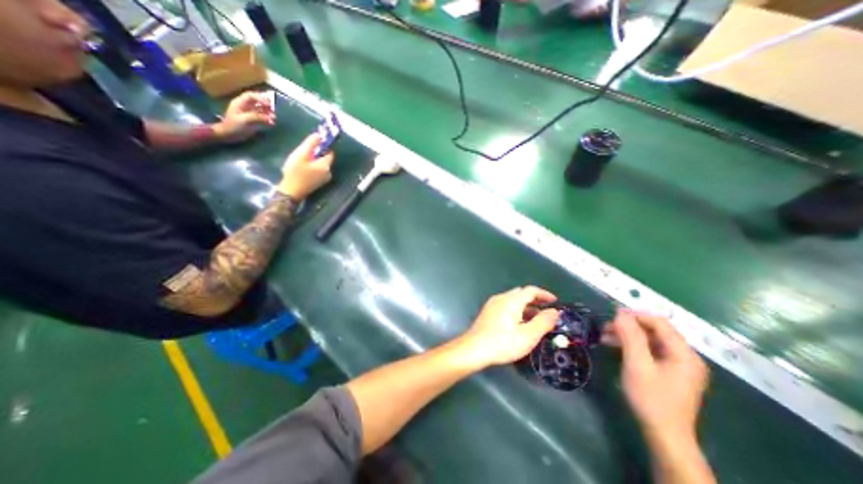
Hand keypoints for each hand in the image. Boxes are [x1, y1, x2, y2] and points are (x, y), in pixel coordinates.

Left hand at [213, 90, 276, 142]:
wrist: (228, 135)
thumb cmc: (234, 126)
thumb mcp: (244, 120)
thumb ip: (257, 117)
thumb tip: (271, 118)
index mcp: (240, 103)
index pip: (251, 96)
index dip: (260, 98)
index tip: (269, 105)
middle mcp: (245, 106)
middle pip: (257, 101)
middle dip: (266, 104)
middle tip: (273, 110)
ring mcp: (249, 113)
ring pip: (260, 109)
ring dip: (268, 112)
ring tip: (274, 117)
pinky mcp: (253, 120)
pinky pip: (262, 117)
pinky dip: (268, 119)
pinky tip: (272, 122)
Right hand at [283, 134, 336, 200]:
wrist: (291, 192)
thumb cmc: (295, 172)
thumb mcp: (301, 155)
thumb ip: (311, 143)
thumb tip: (319, 135)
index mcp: (326, 165)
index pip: (330, 152)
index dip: (323, 146)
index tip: (313, 142)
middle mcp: (329, 172)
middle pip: (324, 158)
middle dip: (315, 153)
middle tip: (303, 152)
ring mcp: (324, 179)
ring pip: (320, 164)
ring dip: (312, 160)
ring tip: (300, 161)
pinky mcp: (319, 183)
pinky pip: (318, 170)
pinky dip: (312, 167)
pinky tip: (302, 168)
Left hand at [454, 287, 563, 369]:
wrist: (474, 349)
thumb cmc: (502, 343)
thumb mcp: (528, 336)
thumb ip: (543, 322)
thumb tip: (555, 311)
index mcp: (511, 300)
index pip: (531, 290)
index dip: (544, 294)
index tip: (555, 302)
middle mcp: (501, 298)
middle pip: (521, 293)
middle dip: (535, 300)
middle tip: (547, 311)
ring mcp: (492, 304)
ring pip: (513, 299)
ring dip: (526, 306)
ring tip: (536, 319)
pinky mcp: (488, 311)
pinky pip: (505, 305)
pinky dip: (516, 309)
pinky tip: (519, 323)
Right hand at [606, 310, 706, 441]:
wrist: (664, 435)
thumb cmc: (650, 398)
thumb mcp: (637, 364)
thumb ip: (630, 336)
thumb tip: (620, 312)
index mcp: (683, 353)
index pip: (659, 322)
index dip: (635, 315)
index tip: (611, 315)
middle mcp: (685, 356)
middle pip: (654, 330)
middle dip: (627, 326)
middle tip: (604, 328)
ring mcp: (678, 365)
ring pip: (650, 340)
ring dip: (627, 336)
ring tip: (605, 337)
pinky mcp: (669, 372)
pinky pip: (650, 351)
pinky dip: (632, 346)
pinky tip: (616, 348)